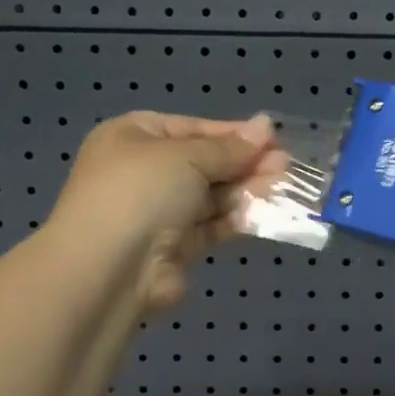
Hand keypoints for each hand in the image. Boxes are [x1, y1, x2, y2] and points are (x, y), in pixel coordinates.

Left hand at [49, 111, 278, 311]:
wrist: (109, 269)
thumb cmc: (141, 192)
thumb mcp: (187, 157)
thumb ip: (229, 147)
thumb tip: (265, 126)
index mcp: (134, 137)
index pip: (193, 129)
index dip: (233, 133)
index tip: (273, 138)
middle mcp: (144, 172)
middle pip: (205, 163)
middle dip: (245, 163)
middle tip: (285, 165)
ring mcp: (159, 212)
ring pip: (212, 196)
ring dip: (247, 190)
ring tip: (284, 186)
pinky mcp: (175, 247)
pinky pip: (212, 225)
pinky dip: (237, 218)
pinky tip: (267, 212)